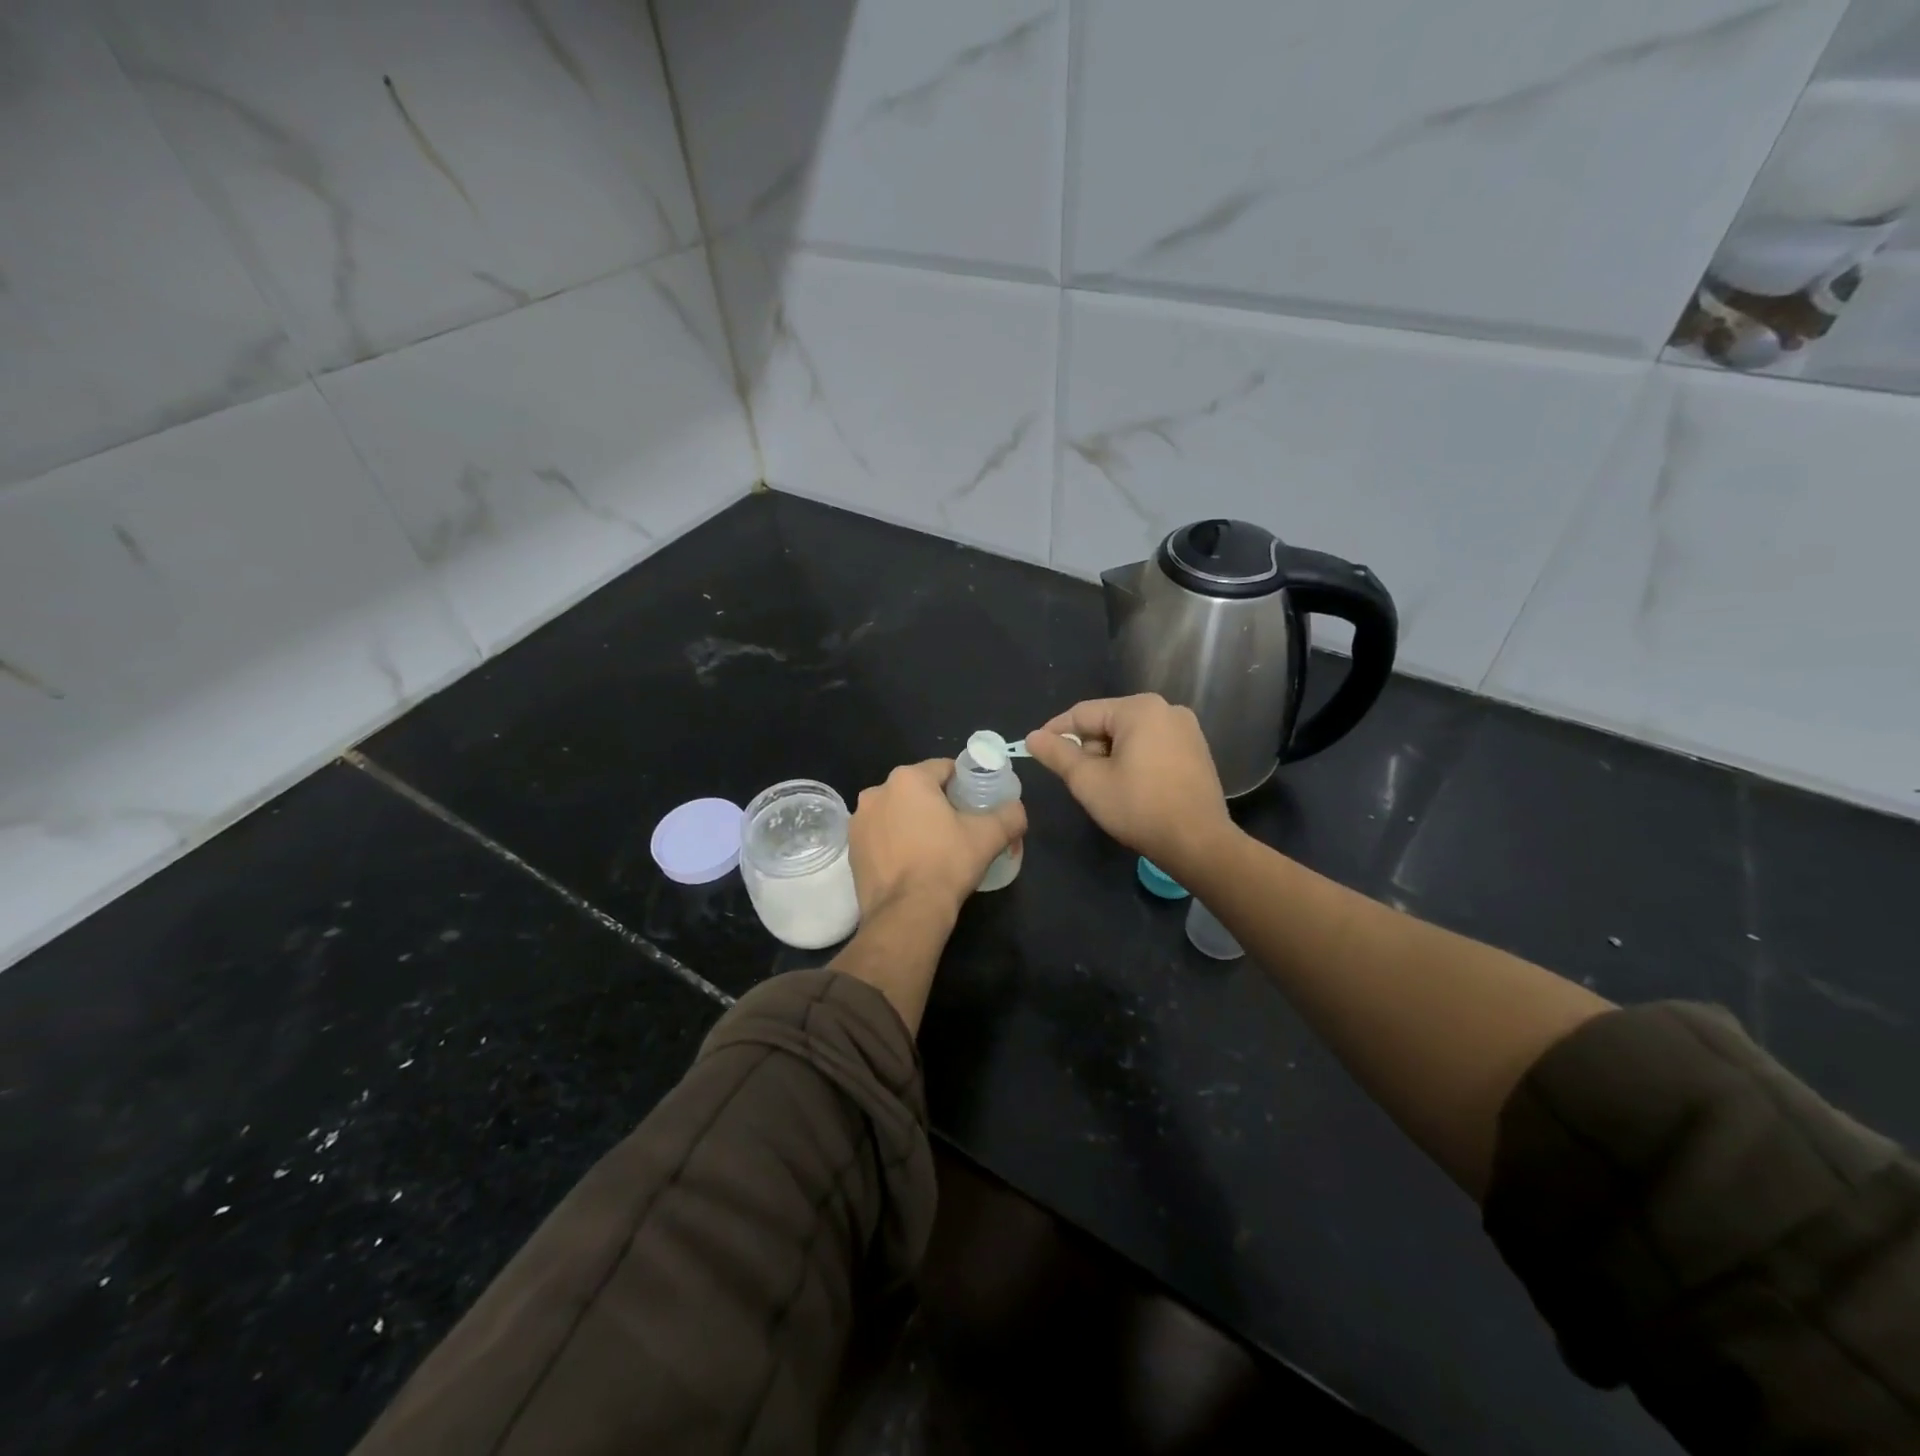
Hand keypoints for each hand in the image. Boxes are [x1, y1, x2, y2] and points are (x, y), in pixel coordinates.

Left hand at [848, 759, 1026, 920]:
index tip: (976, 804)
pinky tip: (911, 864)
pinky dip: (895, 843)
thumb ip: (1010, 814)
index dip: (964, 784)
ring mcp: (859, 821)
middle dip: (937, 804)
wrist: (906, 913)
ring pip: (897, 813)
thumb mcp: (989, 836)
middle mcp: (877, 792)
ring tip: (934, 849)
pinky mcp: (852, 849)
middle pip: (917, 790)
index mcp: (908, 779)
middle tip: (959, 828)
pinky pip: (881, 836)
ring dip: (913, 822)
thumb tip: (1017, 809)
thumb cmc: (947, 864)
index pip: (944, 769)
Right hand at [1024, 694, 1235, 882]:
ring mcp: (1186, 729)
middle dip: (1088, 748)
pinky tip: (1132, 789)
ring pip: (1130, 736)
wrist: (1198, 843)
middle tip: (1077, 780)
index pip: (1083, 713)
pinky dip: (1135, 761)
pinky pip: (1153, 746)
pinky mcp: (1197, 750)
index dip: (1056, 732)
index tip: (1036, 750)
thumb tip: (1032, 737)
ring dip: (1110, 757)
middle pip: (1108, 722)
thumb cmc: (1139, 807)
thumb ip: (1058, 754)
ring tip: (1104, 788)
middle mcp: (1166, 709)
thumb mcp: (1088, 781)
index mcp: (1139, 708)